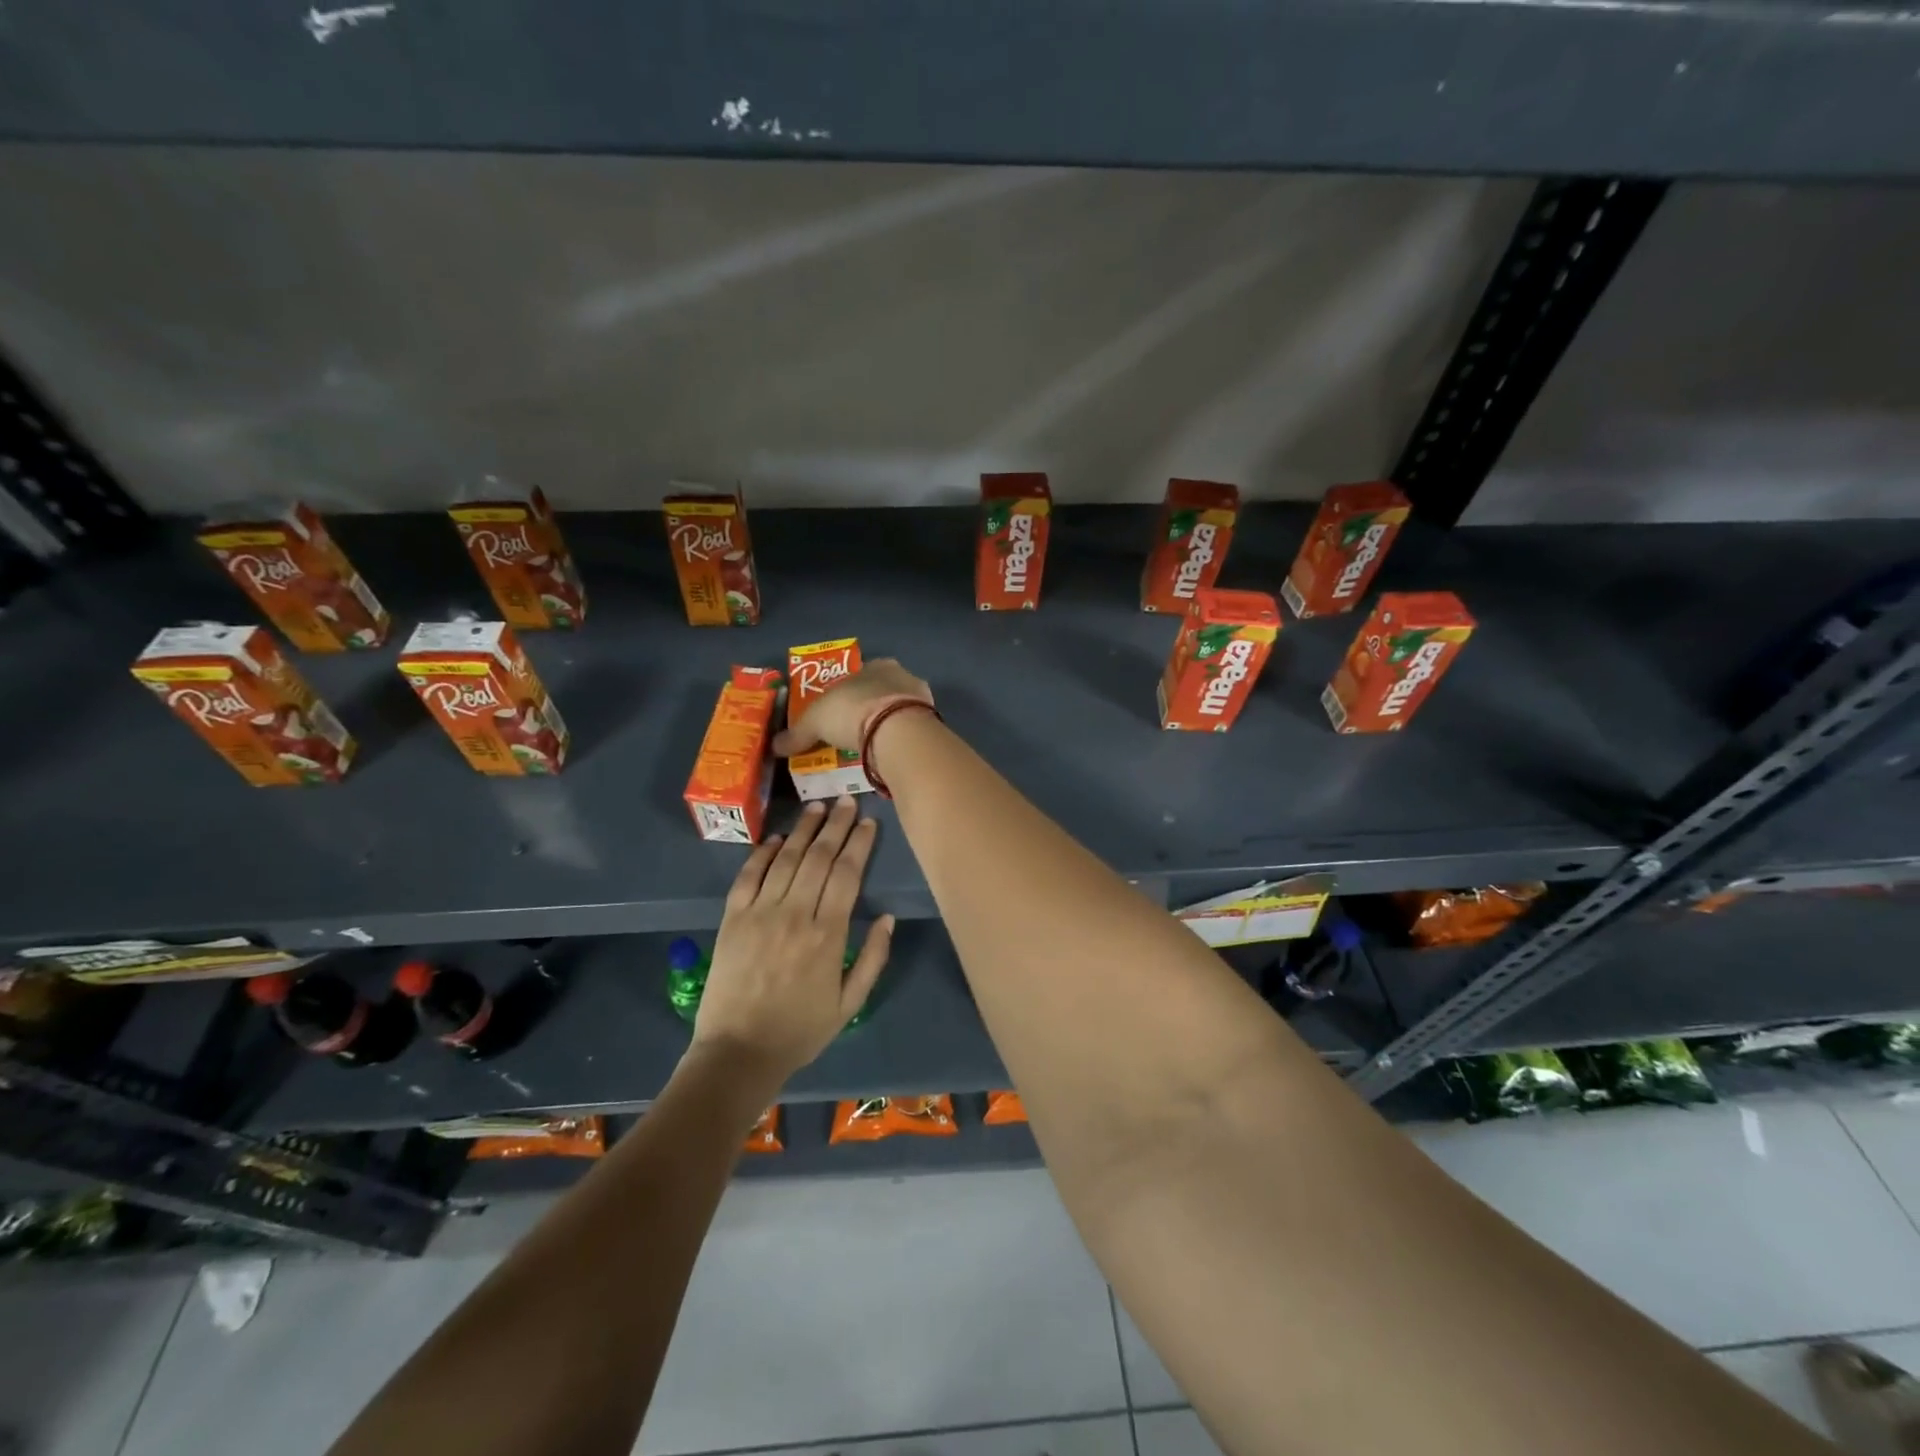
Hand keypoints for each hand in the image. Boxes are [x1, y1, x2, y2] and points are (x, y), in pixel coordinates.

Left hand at [690, 795, 892, 1087]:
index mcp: (828, 934)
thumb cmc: (800, 1031)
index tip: (868, 822)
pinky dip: (764, 853)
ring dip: (804, 830)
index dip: (859, 844)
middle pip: (820, 858)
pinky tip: (778, 838)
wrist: (738, 1052)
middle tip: (846, 801)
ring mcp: (760, 913)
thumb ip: (873, 959)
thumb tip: (888, 917)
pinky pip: (749, 876)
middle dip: (836, 825)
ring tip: (817, 807)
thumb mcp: (850, 1004)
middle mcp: (795, 914)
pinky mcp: (732, 919)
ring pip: (787, 859)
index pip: (848, 874)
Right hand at [772, 658, 931, 756]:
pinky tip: (890, 755)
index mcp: (875, 665)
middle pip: (882, 692)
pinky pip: (912, 731)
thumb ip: (797, 734)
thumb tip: (774, 746)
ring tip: (872, 748)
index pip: (859, 676)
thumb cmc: (852, 712)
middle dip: (869, 709)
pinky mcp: (933, 723)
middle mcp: (902, 675)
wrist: (897, 731)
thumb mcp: (815, 722)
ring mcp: (921, 699)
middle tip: (854, 733)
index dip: (847, 694)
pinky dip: (901, 741)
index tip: (838, 714)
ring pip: (900, 711)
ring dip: (888, 726)